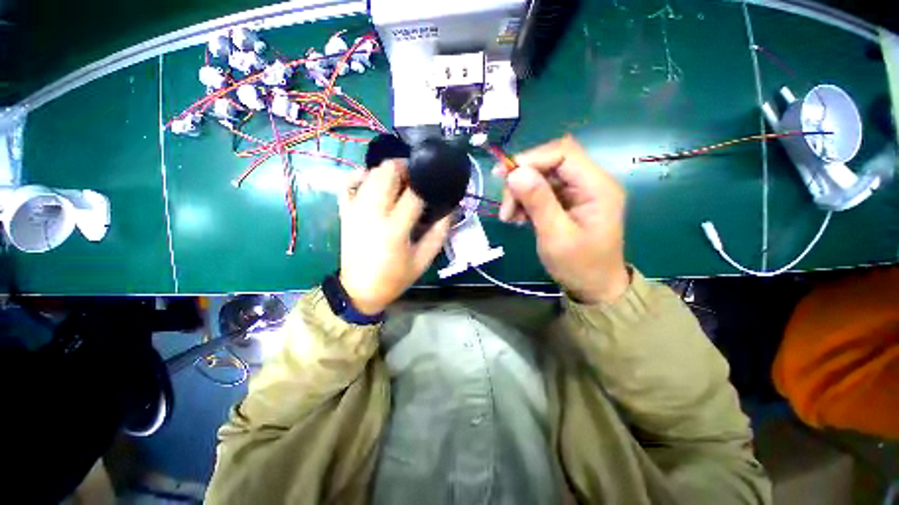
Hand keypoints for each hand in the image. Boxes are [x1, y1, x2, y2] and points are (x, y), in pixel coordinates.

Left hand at [338, 160, 451, 314]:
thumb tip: (452, 209)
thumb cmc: (394, 278)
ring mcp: (355, 209)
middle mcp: (372, 213)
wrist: (359, 290)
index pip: (414, 193)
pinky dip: (363, 175)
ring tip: (402, 183)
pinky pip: (349, 181)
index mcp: (394, 229)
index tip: (437, 182)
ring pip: (371, 172)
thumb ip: (439, 233)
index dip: (428, 183)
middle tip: (418, 180)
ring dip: (389, 171)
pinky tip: (375, 181)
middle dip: (406, 168)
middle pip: (387, 172)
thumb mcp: (423, 260)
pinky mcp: (345, 211)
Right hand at [497, 136, 629, 303]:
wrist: (594, 287)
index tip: (504, 177)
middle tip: (506, 208)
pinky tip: (517, 218)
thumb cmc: (580, 266)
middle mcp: (589, 182)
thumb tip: (515, 172)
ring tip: (509, 217)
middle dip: (522, 181)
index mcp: (597, 186)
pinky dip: (525, 201)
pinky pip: (541, 191)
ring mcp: (578, 192)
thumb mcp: (556, 236)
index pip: (563, 153)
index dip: (531, 159)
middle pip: (549, 163)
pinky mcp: (567, 201)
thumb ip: (538, 202)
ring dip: (520, 193)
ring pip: (541, 177)